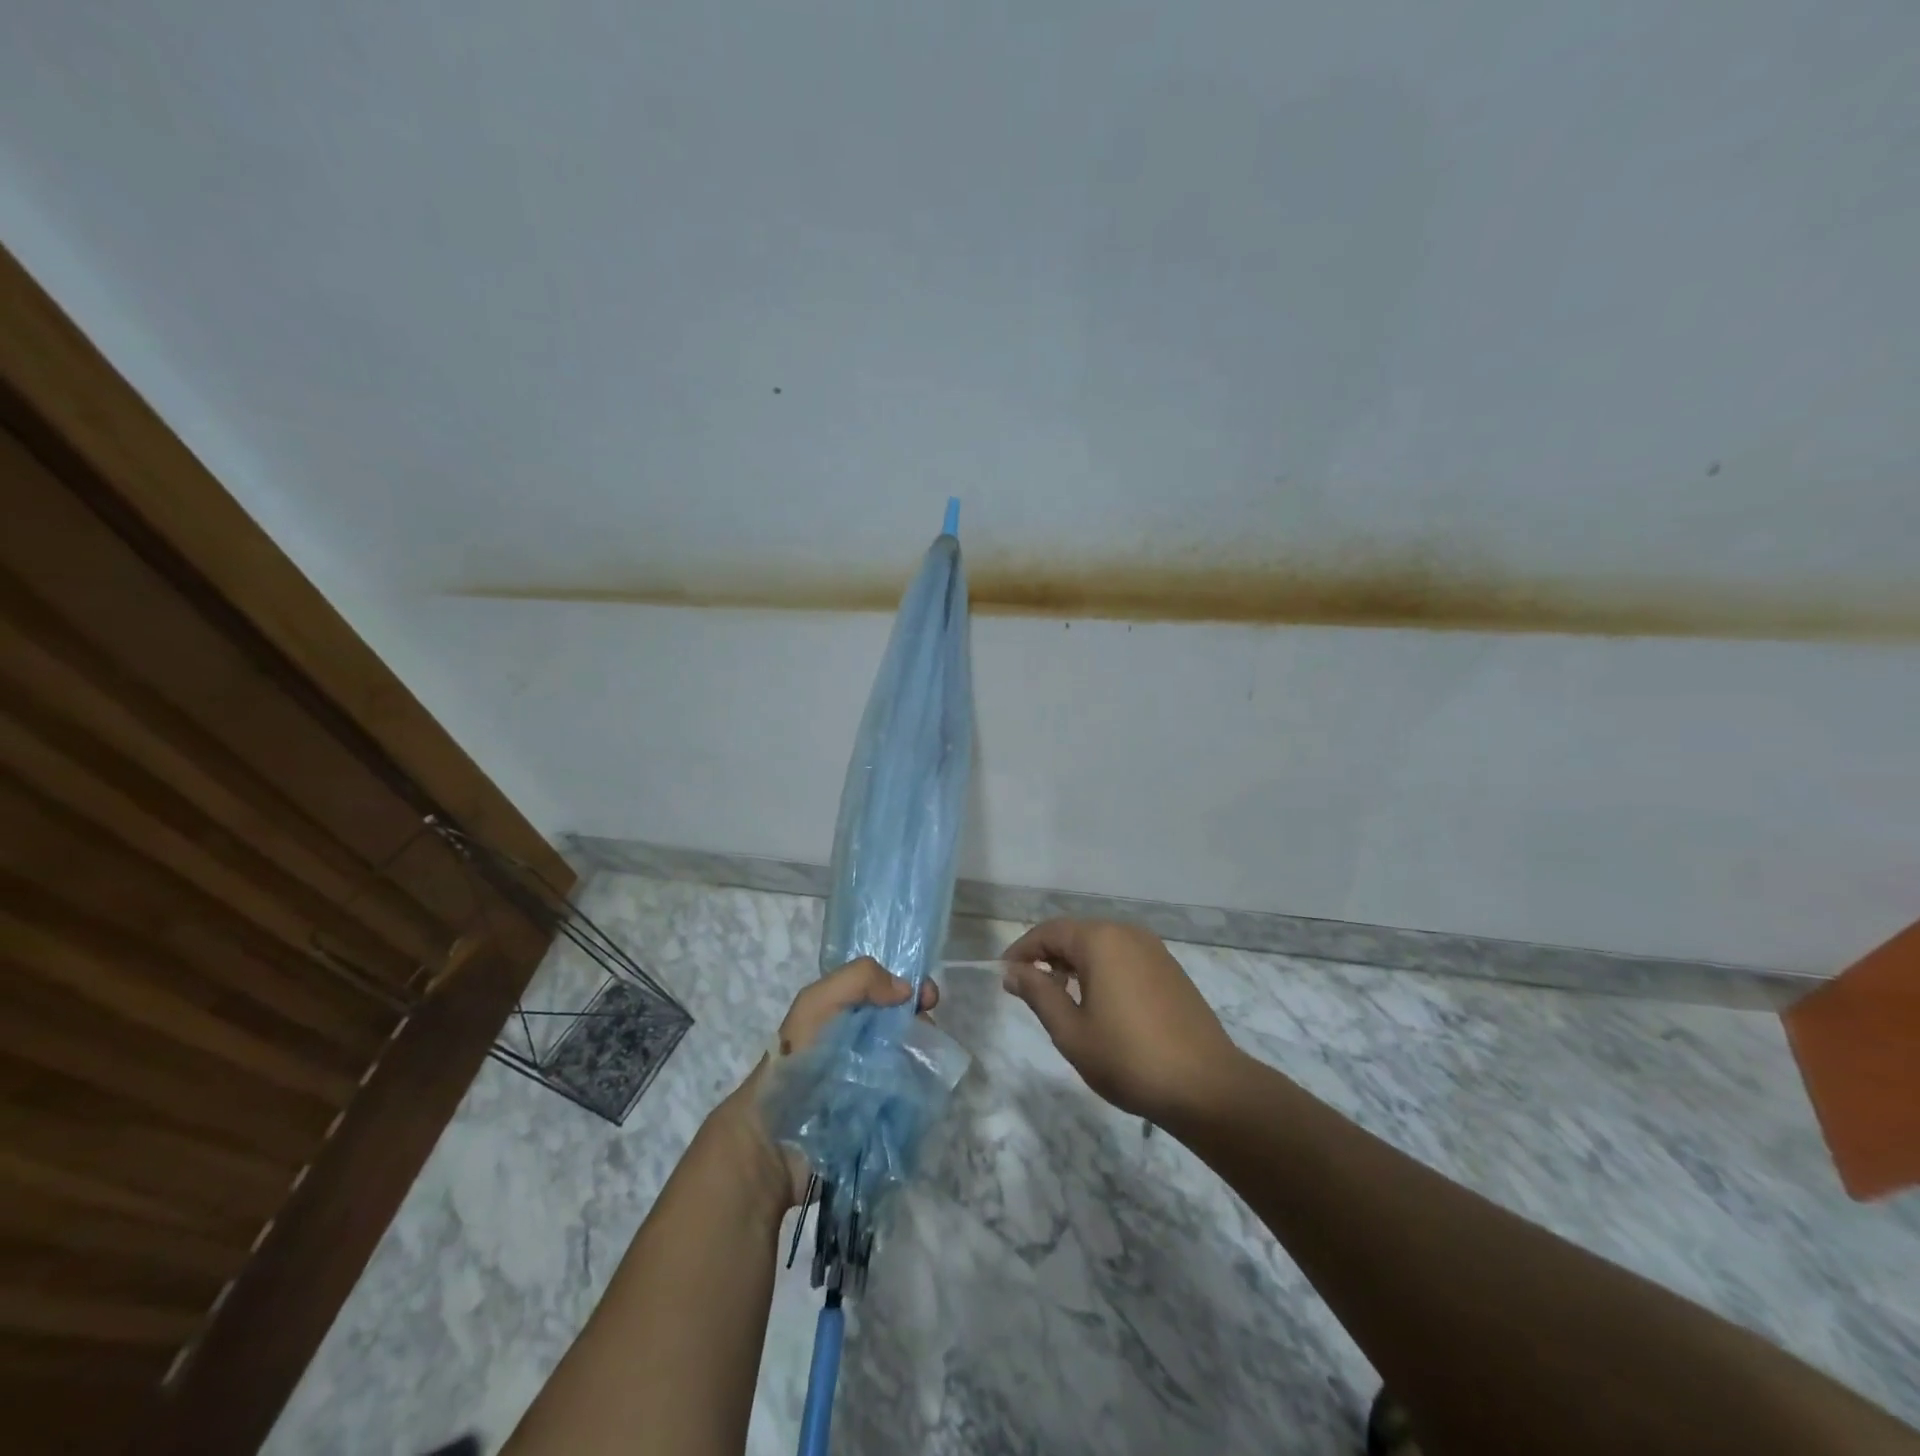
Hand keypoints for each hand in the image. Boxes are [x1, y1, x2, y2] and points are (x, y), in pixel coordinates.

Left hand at [714, 957, 939, 1209]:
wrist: (780, 1137)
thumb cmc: (797, 1061)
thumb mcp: (816, 1003)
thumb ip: (858, 979)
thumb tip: (907, 990)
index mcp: (848, 1014)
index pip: (890, 992)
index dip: (913, 989)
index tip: (928, 997)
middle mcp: (865, 1043)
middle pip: (908, 1024)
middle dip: (922, 1022)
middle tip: (926, 1031)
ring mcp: (877, 1080)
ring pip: (915, 1057)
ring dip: (924, 1054)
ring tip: (924, 1060)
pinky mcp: (887, 1114)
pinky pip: (916, 1093)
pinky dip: (924, 1086)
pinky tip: (924, 1084)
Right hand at [1001, 919, 1241, 1124]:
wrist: (1206, 1086)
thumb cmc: (1128, 1058)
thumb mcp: (1071, 1031)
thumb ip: (1039, 993)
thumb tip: (1013, 971)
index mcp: (1100, 941)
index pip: (1049, 931)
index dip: (1022, 951)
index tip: (1004, 976)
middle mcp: (1127, 934)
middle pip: (1076, 934)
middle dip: (1048, 957)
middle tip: (1029, 990)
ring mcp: (1153, 950)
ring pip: (1101, 946)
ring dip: (1075, 965)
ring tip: (1061, 1000)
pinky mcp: (1170, 970)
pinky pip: (1124, 958)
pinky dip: (1102, 971)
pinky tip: (1099, 1005)